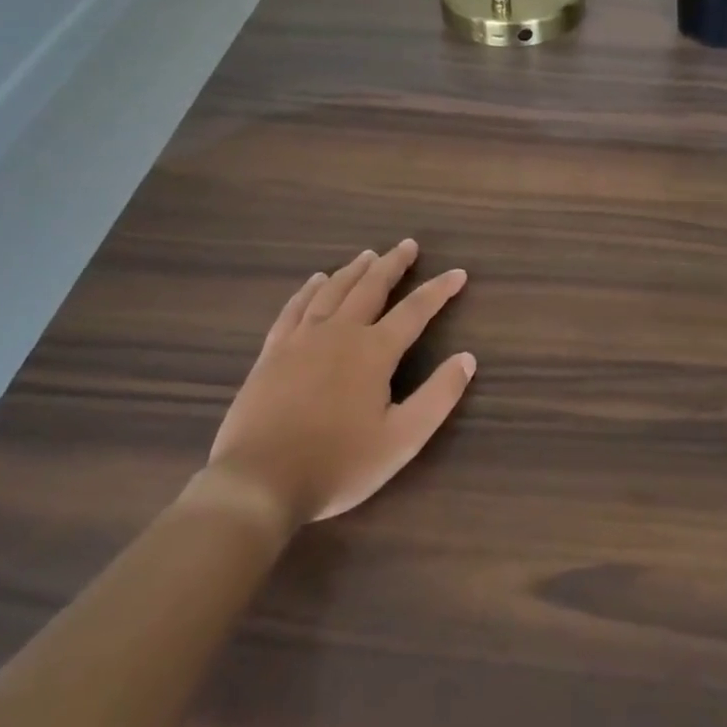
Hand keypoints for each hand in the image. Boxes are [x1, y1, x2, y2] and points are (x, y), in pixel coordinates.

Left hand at [196, 241, 474, 526]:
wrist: (259, 482)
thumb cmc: (338, 465)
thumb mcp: (402, 440)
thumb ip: (438, 397)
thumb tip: (467, 359)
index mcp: (374, 352)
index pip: (415, 311)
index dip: (439, 290)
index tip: (458, 273)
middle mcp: (339, 333)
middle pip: (371, 287)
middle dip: (393, 264)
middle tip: (408, 245)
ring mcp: (301, 339)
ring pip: (332, 291)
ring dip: (354, 270)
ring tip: (368, 255)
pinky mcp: (273, 352)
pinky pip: (294, 308)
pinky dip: (308, 290)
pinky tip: (315, 280)